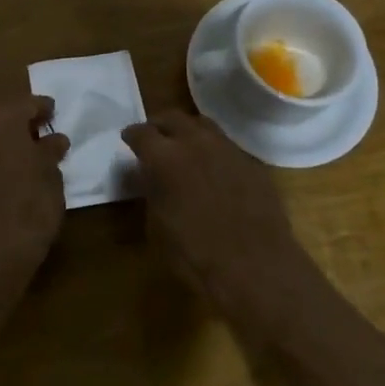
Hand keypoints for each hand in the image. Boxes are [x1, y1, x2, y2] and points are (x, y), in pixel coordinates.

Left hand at [0, 93, 69, 267]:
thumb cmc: (33, 204)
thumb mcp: (51, 173)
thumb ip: (50, 150)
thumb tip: (54, 139)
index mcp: (4, 119)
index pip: (25, 103)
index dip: (41, 107)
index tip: (52, 112)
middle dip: (14, 114)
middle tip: (33, 128)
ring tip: (17, 146)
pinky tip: (0, 164)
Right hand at [121, 110, 314, 326]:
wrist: (255, 266)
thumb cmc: (195, 254)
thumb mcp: (157, 226)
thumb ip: (152, 191)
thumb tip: (150, 175)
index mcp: (165, 157)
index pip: (142, 133)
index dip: (133, 135)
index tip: (128, 139)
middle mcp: (196, 142)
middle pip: (173, 118)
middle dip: (160, 125)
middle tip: (154, 137)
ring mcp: (228, 149)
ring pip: (203, 126)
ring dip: (189, 132)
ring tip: (184, 146)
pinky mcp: (252, 162)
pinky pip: (226, 146)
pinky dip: (213, 150)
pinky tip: (213, 169)